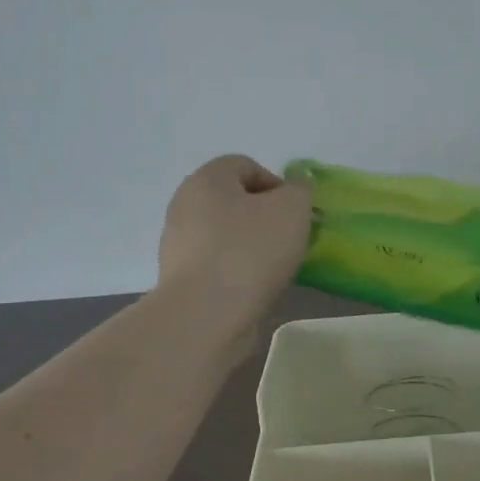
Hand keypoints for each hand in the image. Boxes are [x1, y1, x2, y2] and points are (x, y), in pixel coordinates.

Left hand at [157, 155, 313, 327]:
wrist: (206, 315)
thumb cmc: (251, 251)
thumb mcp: (292, 210)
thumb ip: (300, 190)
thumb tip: (297, 185)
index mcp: (207, 179)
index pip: (246, 165)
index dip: (278, 185)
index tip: (296, 214)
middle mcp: (185, 204)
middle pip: (234, 201)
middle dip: (266, 217)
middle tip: (290, 240)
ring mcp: (178, 243)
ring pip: (225, 234)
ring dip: (252, 246)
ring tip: (274, 268)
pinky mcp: (180, 278)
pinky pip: (217, 264)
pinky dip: (237, 271)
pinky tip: (254, 288)